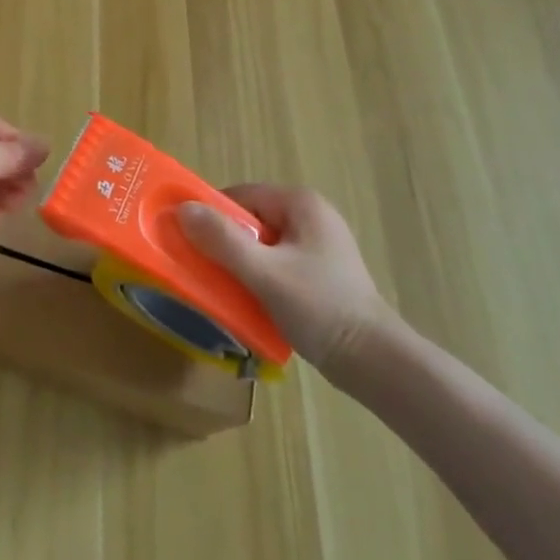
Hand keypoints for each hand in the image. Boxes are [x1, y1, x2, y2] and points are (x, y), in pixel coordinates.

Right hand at [177, 185, 395, 372]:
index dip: (212, 215)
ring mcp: (320, 246)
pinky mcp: (322, 274)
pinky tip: (252, 302)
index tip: (191, 242)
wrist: (377, 364)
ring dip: (241, 263)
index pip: (241, 195)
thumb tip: (182, 208)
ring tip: (225, 288)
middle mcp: (312, 216)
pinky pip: (277, 264)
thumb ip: (222, 240)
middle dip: (225, 243)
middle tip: (205, 269)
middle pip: (251, 220)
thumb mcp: (264, 273)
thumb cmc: (321, 309)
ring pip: (263, 245)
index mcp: (301, 203)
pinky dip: (260, 278)